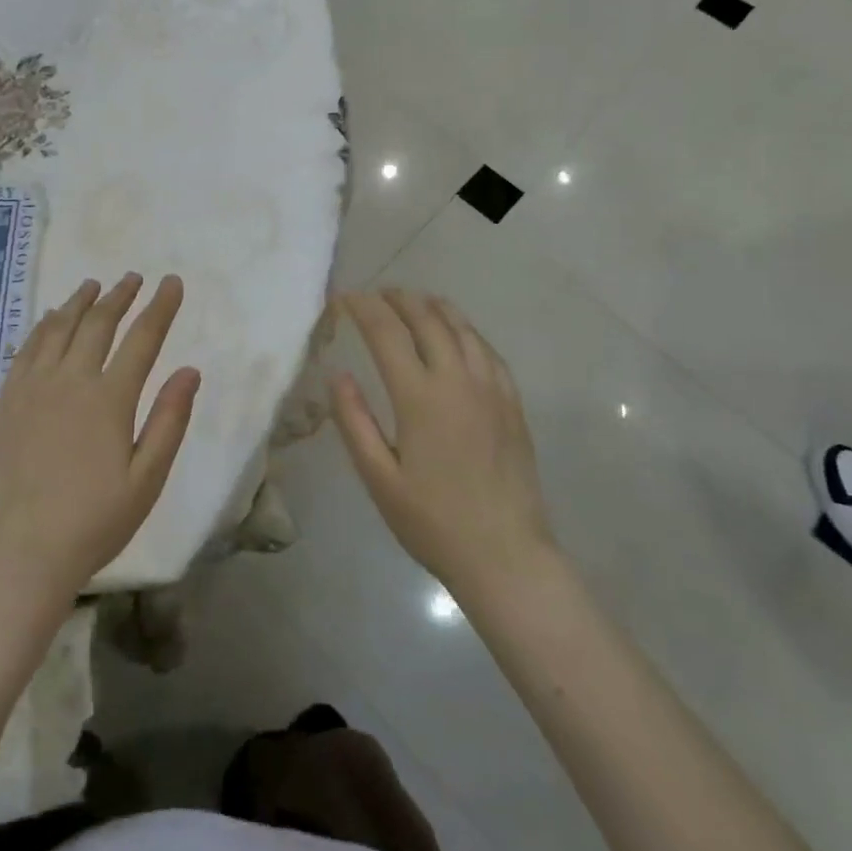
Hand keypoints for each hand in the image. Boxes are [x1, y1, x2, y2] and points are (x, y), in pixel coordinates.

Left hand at [0, 274, 199, 607]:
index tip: (172, 283)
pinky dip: (43, 326)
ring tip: (93, 285)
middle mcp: (71, 381)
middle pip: (98, 324)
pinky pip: (27, 349)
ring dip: (80, 302)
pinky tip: (50, 319)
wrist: (22, 550)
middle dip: (120, 296)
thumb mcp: (147, 478)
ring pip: (59, 328)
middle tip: (134, 278)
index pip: (142, 338)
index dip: (160, 307)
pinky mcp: (9, 401)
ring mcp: (34, 388)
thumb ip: (169, 420)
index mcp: (110, 399)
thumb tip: (191, 370)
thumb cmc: (95, 520)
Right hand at [332, 290, 557, 603]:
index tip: (344, 298)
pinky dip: (466, 330)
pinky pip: (488, 350)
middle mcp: (458, 380)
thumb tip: (338, 374)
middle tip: (377, 295)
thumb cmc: (433, 521)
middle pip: (426, 318)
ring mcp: (491, 388)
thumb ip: (354, 421)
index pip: (387, 332)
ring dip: (433, 307)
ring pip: (462, 327)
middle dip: (398, 299)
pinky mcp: (512, 402)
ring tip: (414, 301)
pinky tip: (458, 335)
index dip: (363, 308)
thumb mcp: (379, 478)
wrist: (506, 555)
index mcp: (420, 397)